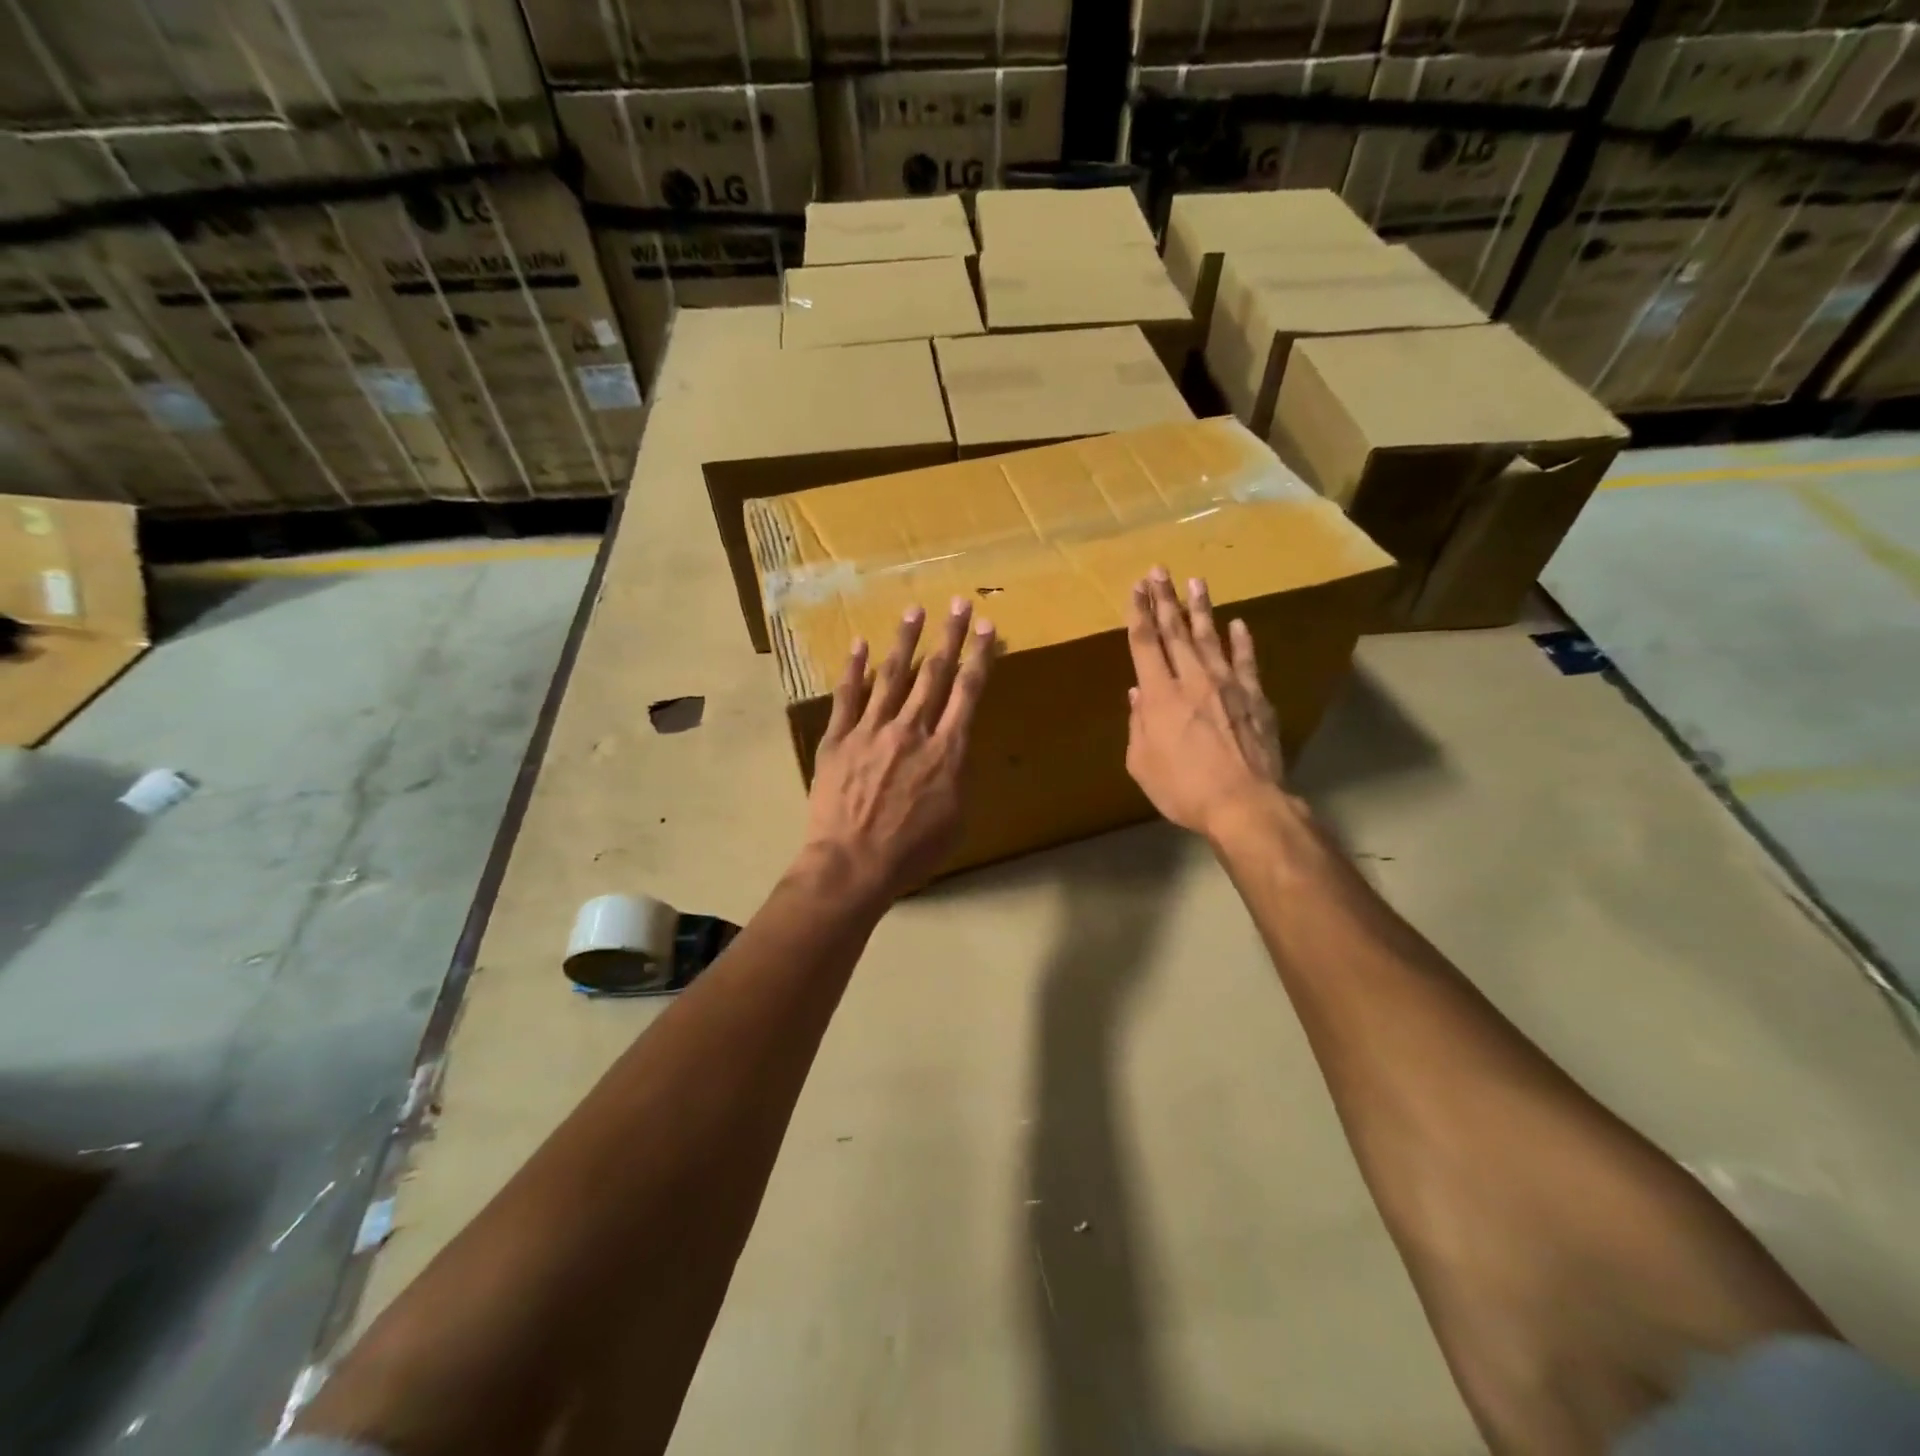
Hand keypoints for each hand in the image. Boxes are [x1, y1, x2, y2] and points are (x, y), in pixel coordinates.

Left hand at [803, 597, 995, 901]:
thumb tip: (954, 751)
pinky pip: (848, 697)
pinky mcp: (839, 739)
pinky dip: (855, 669)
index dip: (979, 655)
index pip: (967, 692)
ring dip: (906, 641)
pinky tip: (860, 645)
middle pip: (934, 674)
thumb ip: (957, 777)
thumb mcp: (955, 819)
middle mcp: (912, 729)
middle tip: (957, 603)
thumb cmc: (911, 852)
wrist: (853, 864)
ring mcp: (872, 730)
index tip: (986, 627)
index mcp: (946, 750)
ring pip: (892, 676)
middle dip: (949, 635)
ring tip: (914, 611)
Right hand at [1125, 567, 1285, 836]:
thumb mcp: (1142, 764)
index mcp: (1159, 696)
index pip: (1145, 643)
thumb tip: (1138, 695)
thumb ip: (1138, 726)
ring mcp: (1228, 685)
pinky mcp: (1255, 697)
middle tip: (1159, 570)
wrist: (1244, 804)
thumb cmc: (1183, 789)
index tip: (1136, 588)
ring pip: (1210, 637)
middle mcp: (1192, 680)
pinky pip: (1247, 661)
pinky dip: (1241, 641)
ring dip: (1201, 608)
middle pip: (1175, 631)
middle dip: (1164, 599)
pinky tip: (1238, 623)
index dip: (1139, 613)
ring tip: (1195, 581)